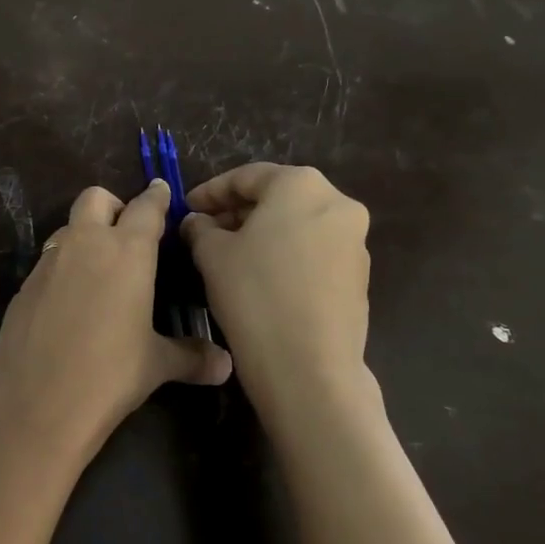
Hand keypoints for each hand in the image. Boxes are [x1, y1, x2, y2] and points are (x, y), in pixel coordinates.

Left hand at [0, 179, 231, 475]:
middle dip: (112, 206)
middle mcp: (84, 245)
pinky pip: (47, 263)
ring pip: (67, 229)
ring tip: (99, 271)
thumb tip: (226, 365)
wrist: (37, 403)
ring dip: (84, 237)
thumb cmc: (109, 375)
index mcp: (126, 252)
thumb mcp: (156, 364)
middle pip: (95, 198)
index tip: (162, 190)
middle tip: (126, 233)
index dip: (157, 197)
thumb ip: (191, 357)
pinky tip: (69, 304)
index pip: (146, 208)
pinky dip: (62, 270)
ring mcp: (48, 263)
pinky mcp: (23, 287)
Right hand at [180, 163, 370, 402]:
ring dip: (261, 233)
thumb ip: (200, 228)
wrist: (308, 366)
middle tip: (204, 231)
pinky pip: (313, 252)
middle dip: (237, 212)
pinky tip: (259, 279)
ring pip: (296, 225)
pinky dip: (284, 255)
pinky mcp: (358, 276)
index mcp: (301, 186)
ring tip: (227, 256)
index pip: (246, 177)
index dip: (210, 192)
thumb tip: (197, 222)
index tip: (186, 209)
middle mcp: (337, 204)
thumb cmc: (254, 294)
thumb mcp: (212, 254)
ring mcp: (354, 241)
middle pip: (277, 197)